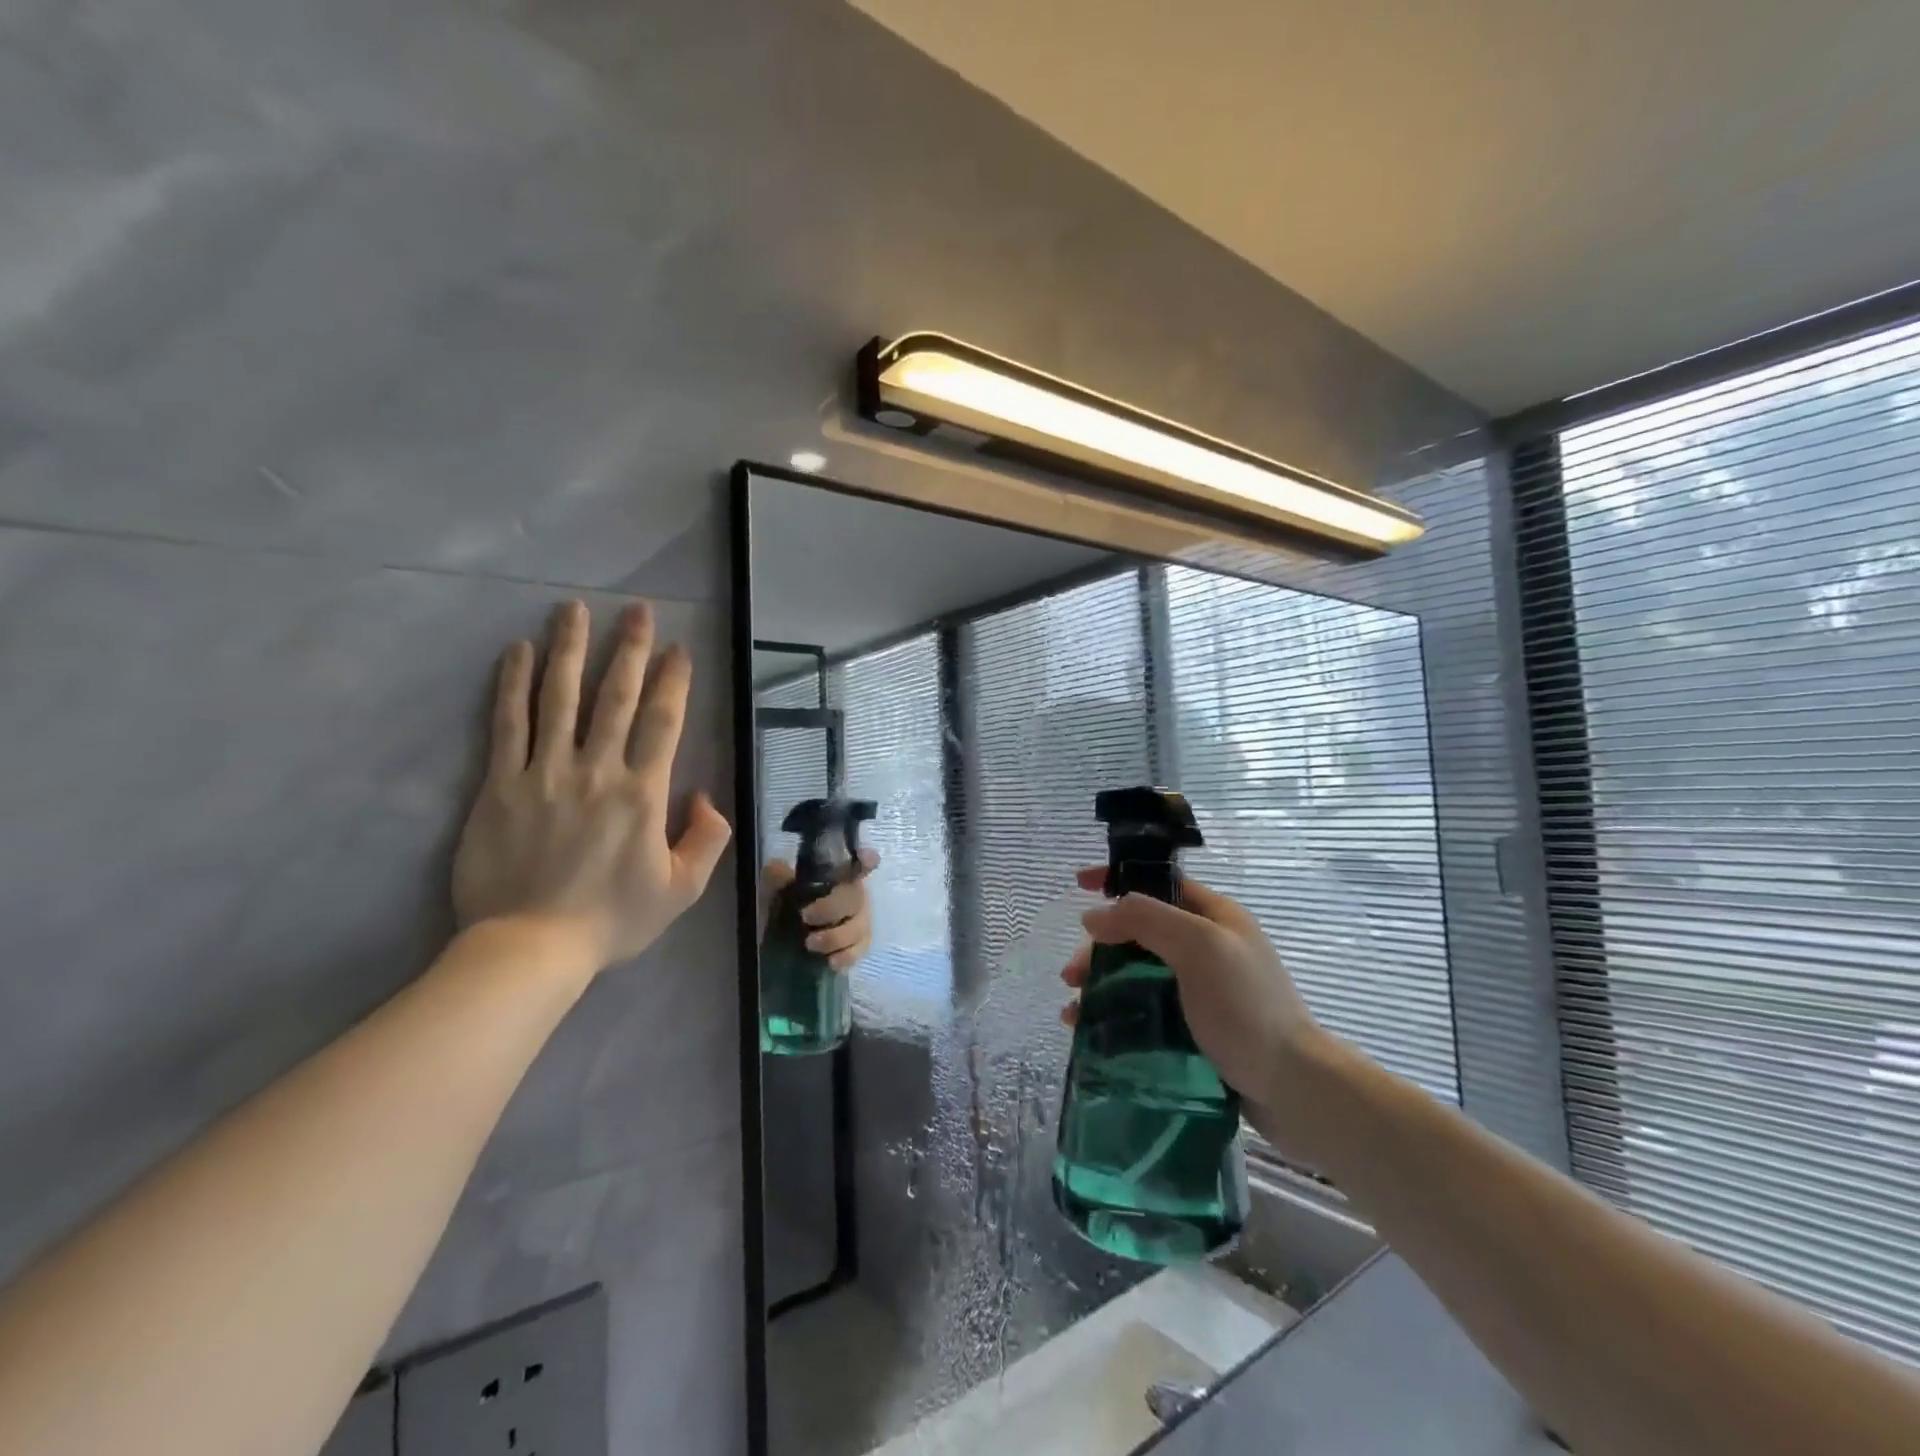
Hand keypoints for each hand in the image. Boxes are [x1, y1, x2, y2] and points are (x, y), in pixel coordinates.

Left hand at [453, 600, 731, 971]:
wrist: (530, 948)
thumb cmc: (613, 919)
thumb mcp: (682, 890)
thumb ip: (706, 839)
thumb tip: (703, 796)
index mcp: (643, 793)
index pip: (663, 722)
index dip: (673, 681)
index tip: (679, 648)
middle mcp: (597, 771)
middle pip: (616, 697)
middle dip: (629, 648)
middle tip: (637, 610)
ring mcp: (544, 773)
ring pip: (559, 698)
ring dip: (570, 649)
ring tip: (573, 609)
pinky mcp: (500, 785)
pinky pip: (507, 725)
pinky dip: (513, 685)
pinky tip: (517, 651)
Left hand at [761, 849, 879, 969]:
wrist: (784, 938)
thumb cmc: (786, 905)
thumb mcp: (776, 889)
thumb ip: (777, 876)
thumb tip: (777, 868)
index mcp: (838, 876)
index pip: (858, 864)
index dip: (865, 861)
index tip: (866, 858)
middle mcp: (854, 895)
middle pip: (855, 897)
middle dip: (831, 908)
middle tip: (805, 917)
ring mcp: (860, 921)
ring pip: (859, 927)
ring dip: (835, 936)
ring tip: (809, 944)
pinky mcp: (858, 946)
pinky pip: (860, 951)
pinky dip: (847, 956)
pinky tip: (830, 962)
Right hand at [1060, 867, 1320, 1112]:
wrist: (1294, 1090)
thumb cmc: (1246, 1008)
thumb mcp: (1198, 947)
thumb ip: (1145, 920)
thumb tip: (1094, 916)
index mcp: (1214, 917)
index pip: (1158, 884)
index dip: (1117, 879)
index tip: (1078, 885)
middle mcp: (1207, 948)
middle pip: (1139, 933)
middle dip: (1100, 947)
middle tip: (1071, 976)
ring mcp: (1201, 991)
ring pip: (1136, 974)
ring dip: (1100, 984)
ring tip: (1073, 1012)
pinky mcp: (1194, 1030)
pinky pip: (1143, 1011)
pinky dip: (1114, 1015)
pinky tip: (1090, 1032)